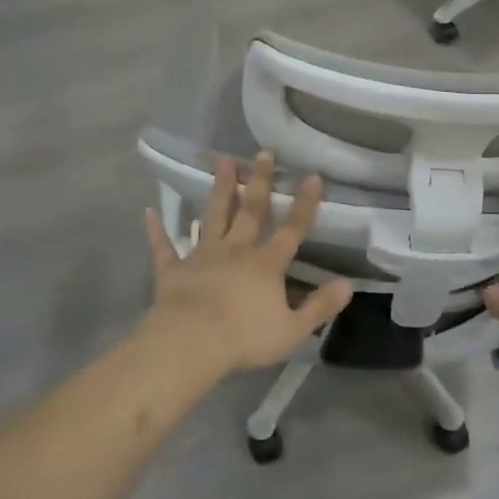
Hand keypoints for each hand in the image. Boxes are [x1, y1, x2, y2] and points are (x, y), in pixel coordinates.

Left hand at [142, 152, 352, 378]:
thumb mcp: (293, 330)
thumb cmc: (244, 338)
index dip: (304, 204)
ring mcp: (202, 257)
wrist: (190, 344)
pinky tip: (150, 212)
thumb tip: (348, 284)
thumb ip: (320, 306)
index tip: (313, 175)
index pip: (292, 229)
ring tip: (222, 162)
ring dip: (219, 190)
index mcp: (266, 265)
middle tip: (263, 153)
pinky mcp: (173, 270)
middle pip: (251, 211)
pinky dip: (158, 230)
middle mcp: (236, 251)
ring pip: (213, 217)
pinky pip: (164, 247)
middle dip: (259, 181)